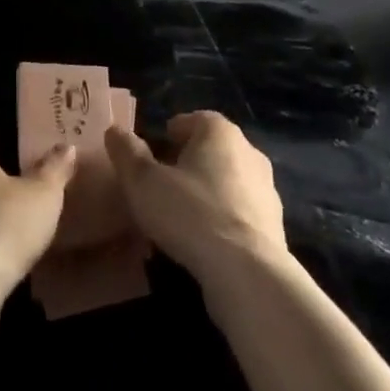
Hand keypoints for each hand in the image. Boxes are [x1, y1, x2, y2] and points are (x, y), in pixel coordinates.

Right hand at [104, 112, 287, 283]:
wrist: (247, 271)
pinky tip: (204, 239)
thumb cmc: (190, 213)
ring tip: (182, 213)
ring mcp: (267, 190)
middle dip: (190, 160)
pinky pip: (240, 212)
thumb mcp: (143, 182)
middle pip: (214, 149)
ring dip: (208, 190)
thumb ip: (127, 153)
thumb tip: (115, 130)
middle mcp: (250, 152)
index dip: (174, 131)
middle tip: (164, 179)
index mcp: (220, 133)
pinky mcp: (274, 225)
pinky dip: (223, 218)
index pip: (196, 119)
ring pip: (229, 181)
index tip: (157, 147)